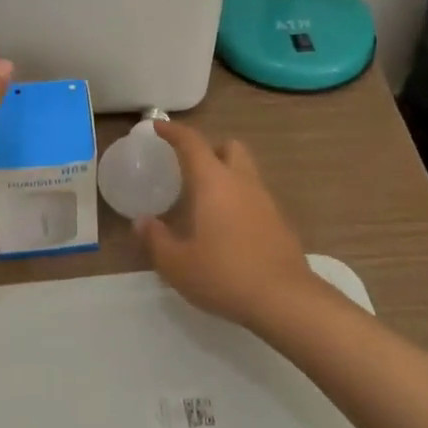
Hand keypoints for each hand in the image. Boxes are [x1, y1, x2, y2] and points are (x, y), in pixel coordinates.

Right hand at [136, 121, 325, 329]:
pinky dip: (239, 200)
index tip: (157, 127)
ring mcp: (265, 200)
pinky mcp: (279, 222)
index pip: (192, 143)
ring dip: (226, 175)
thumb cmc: (224, 274)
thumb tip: (142, 221)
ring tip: (206, 201)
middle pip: (228, 146)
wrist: (285, 300)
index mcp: (213, 181)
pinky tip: (228, 228)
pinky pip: (255, 197)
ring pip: (245, 171)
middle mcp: (241, 182)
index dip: (173, 131)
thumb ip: (156, 239)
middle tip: (190, 169)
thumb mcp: (177, 264)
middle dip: (209, 149)